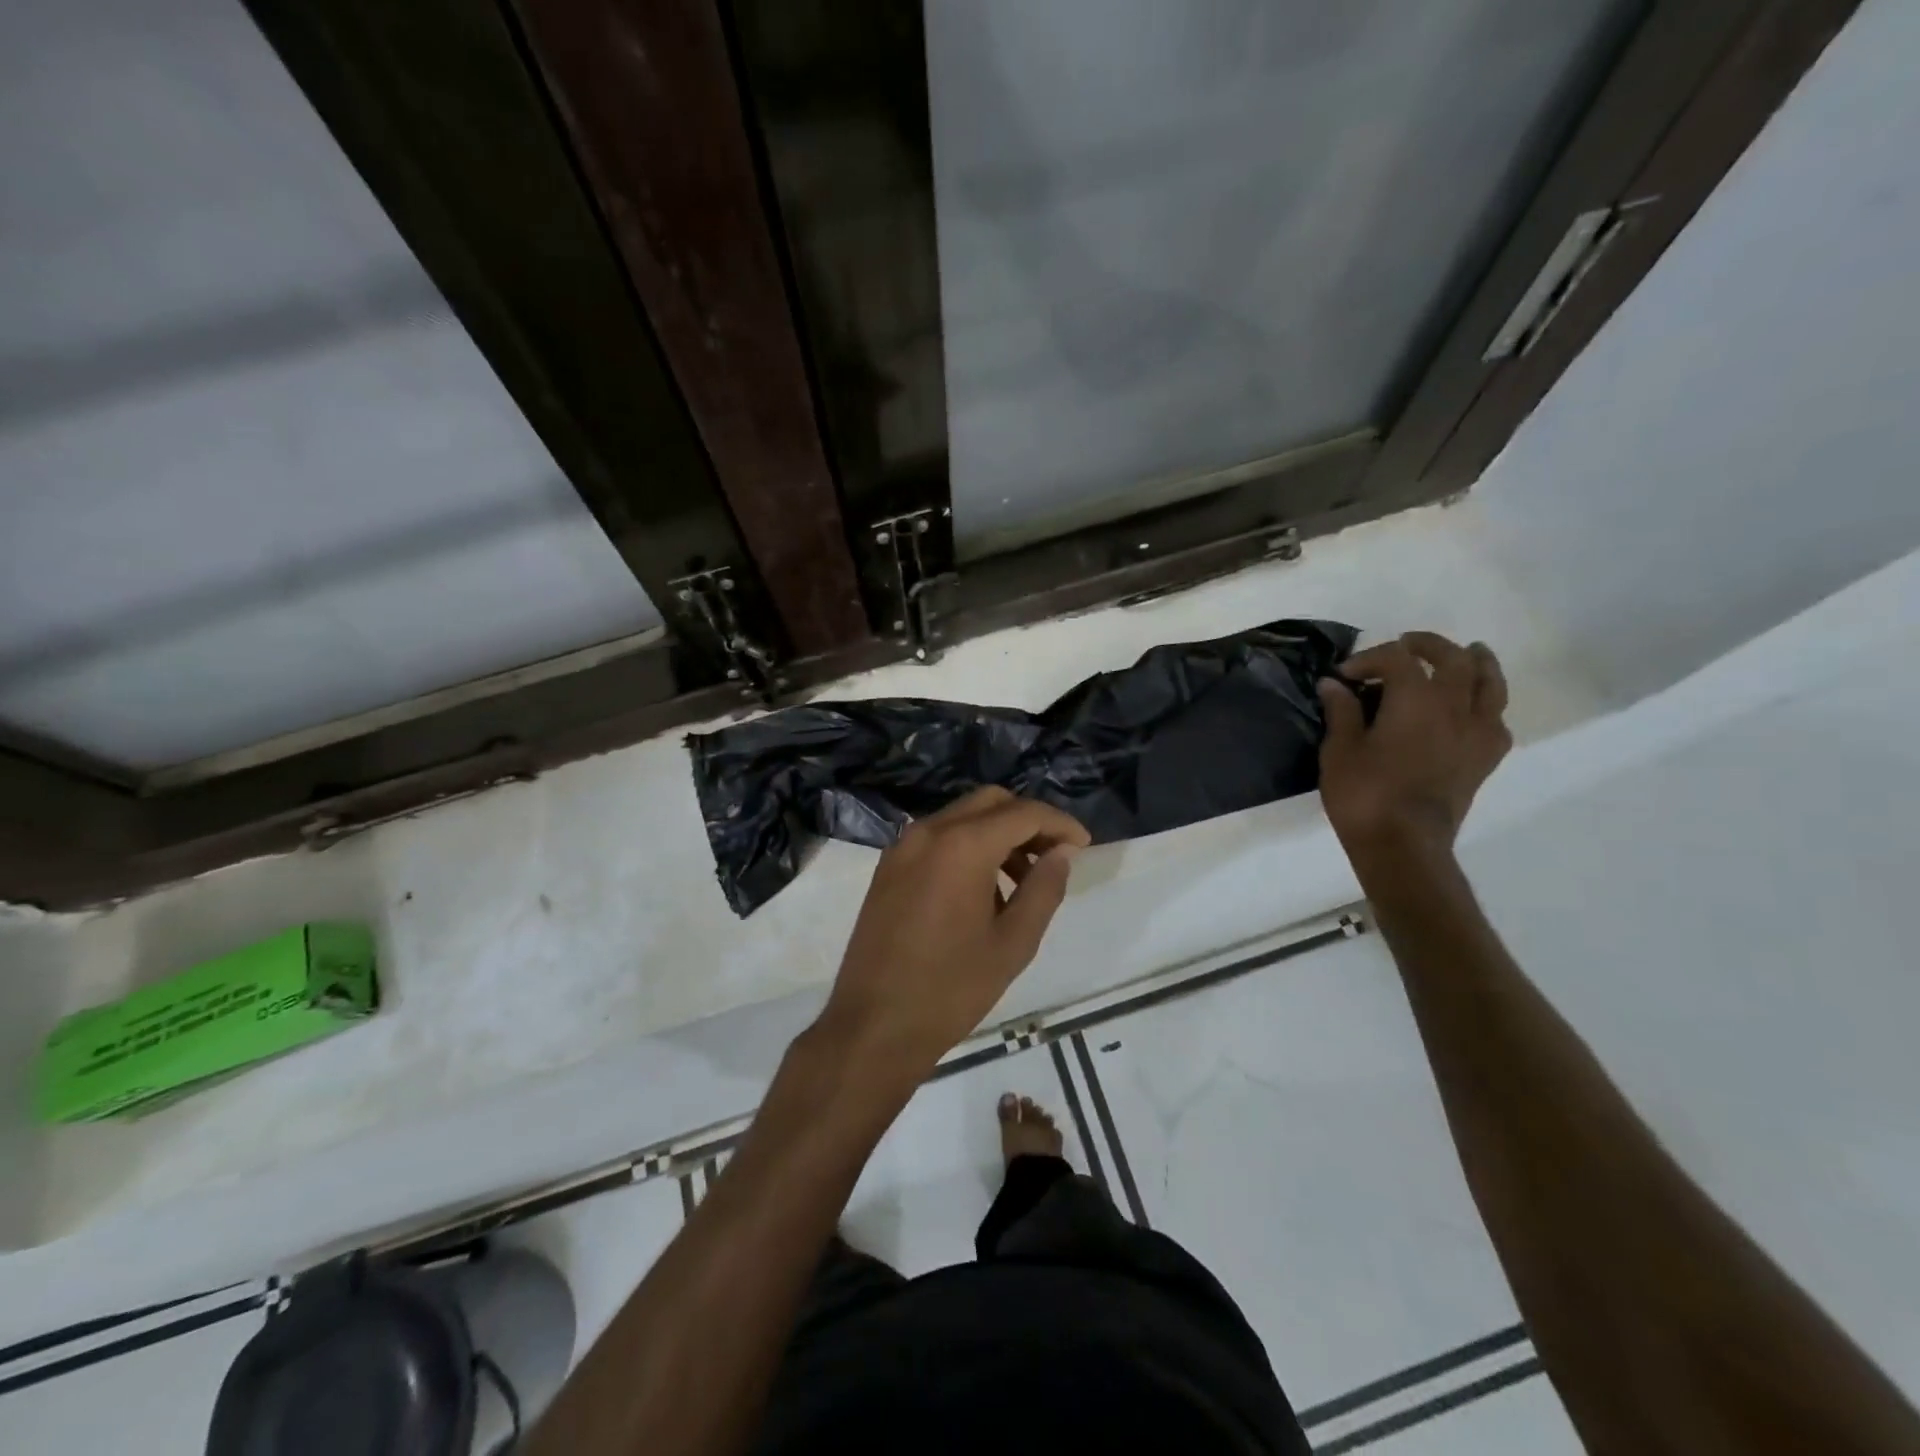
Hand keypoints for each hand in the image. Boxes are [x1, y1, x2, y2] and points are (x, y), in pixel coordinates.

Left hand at [817, 786, 1089, 1076]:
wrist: (873, 1026)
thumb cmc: (950, 989)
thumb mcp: (1013, 944)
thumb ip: (1043, 889)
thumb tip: (1062, 853)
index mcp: (962, 846)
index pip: (1023, 813)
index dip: (1060, 824)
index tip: (1083, 846)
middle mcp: (928, 832)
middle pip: (990, 802)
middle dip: (1028, 821)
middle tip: (1055, 857)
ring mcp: (902, 847)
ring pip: (962, 817)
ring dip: (998, 834)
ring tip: (1022, 882)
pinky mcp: (888, 866)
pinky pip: (937, 838)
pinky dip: (967, 846)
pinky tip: (983, 891)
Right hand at [1317, 632, 1511, 857]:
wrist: (1403, 845)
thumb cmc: (1364, 794)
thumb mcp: (1339, 750)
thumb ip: (1341, 711)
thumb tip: (1334, 684)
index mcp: (1415, 699)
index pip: (1397, 659)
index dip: (1369, 659)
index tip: (1344, 676)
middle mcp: (1454, 707)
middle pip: (1453, 659)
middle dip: (1428, 646)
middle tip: (1407, 645)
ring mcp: (1476, 733)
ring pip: (1490, 683)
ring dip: (1478, 663)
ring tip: (1468, 653)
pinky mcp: (1485, 759)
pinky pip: (1496, 719)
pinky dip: (1487, 705)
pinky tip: (1473, 709)